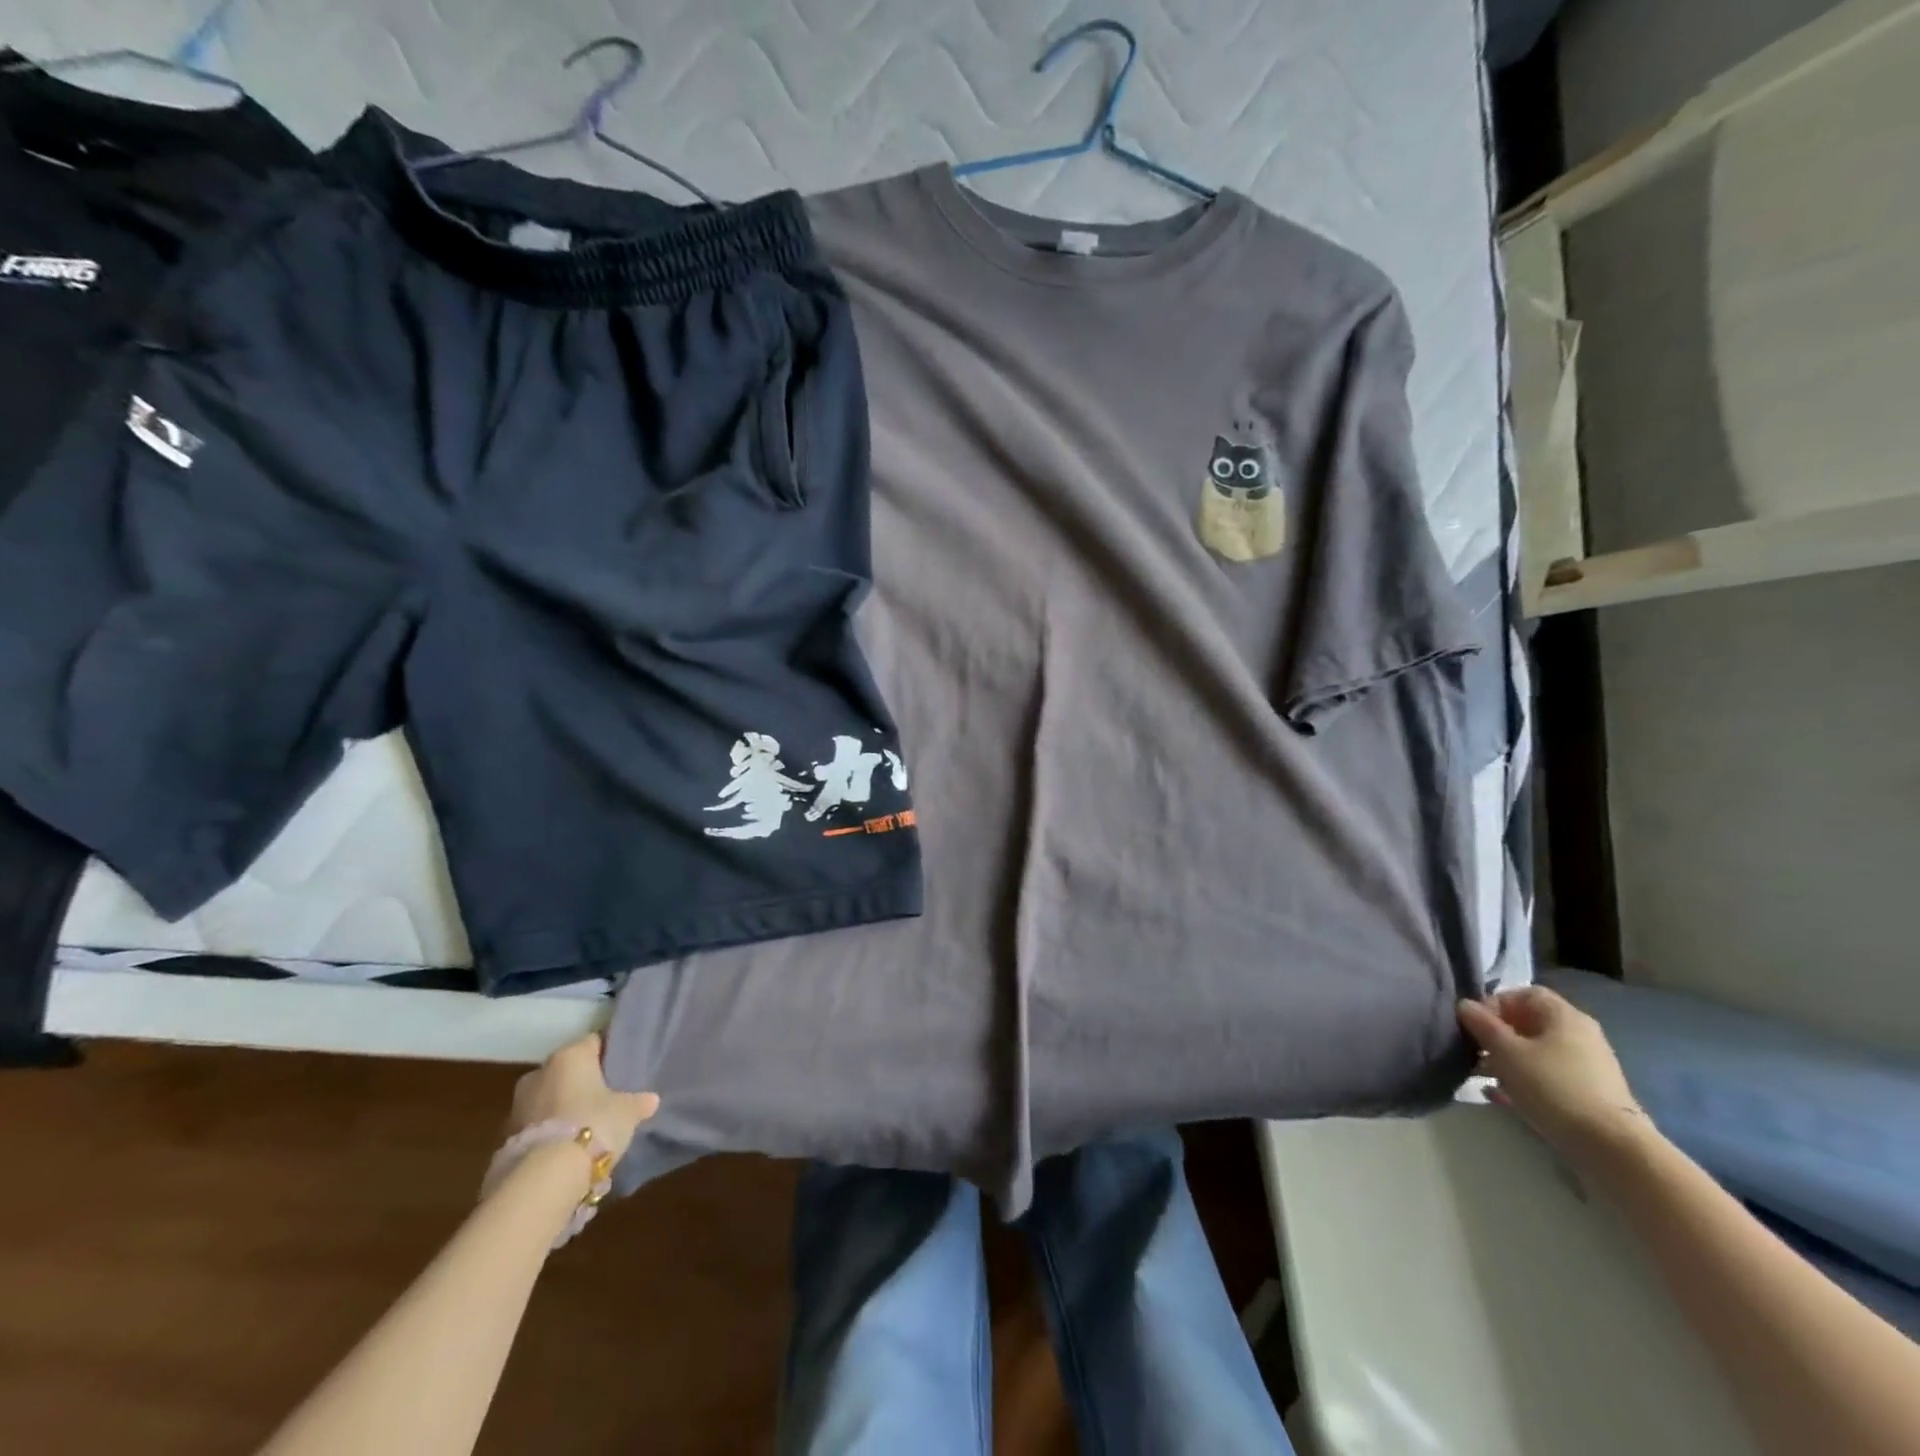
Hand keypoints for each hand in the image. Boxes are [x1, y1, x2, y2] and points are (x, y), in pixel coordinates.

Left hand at [508, 1033, 659, 1162]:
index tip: (620, 1068)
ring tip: (585, 1126)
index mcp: (570, 1055)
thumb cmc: (594, 1124)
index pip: (592, 1042)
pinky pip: (536, 1125)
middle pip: (566, 1070)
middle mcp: (540, 1072)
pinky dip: (549, 1132)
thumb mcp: (627, 1112)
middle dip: (580, 1082)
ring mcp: (518, 1105)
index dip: (607, 1053)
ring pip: (548, 1098)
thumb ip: (638, 1102)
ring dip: (562, 1108)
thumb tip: (651, 1100)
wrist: (545, 1177)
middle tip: (603, 1097)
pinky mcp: (506, 1137)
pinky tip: (566, 1147)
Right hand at [1458, 988, 1647, 1166]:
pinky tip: (1505, 1096)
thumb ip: (1482, 1024)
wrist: (1611, 1146)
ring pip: (1538, 1050)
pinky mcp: (1591, 1091)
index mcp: (1564, 1015)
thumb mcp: (1506, 1052)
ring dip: (1508, 1058)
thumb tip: (1465, 1005)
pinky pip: (1550, 1073)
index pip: (1523, 994)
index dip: (1494, 1003)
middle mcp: (1580, 1033)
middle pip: (1530, 1022)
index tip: (1476, 1026)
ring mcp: (1589, 1063)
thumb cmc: (1553, 1086)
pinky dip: (1527, 1078)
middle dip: (1498, 1034)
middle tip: (1476, 1051)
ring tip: (1485, 1076)